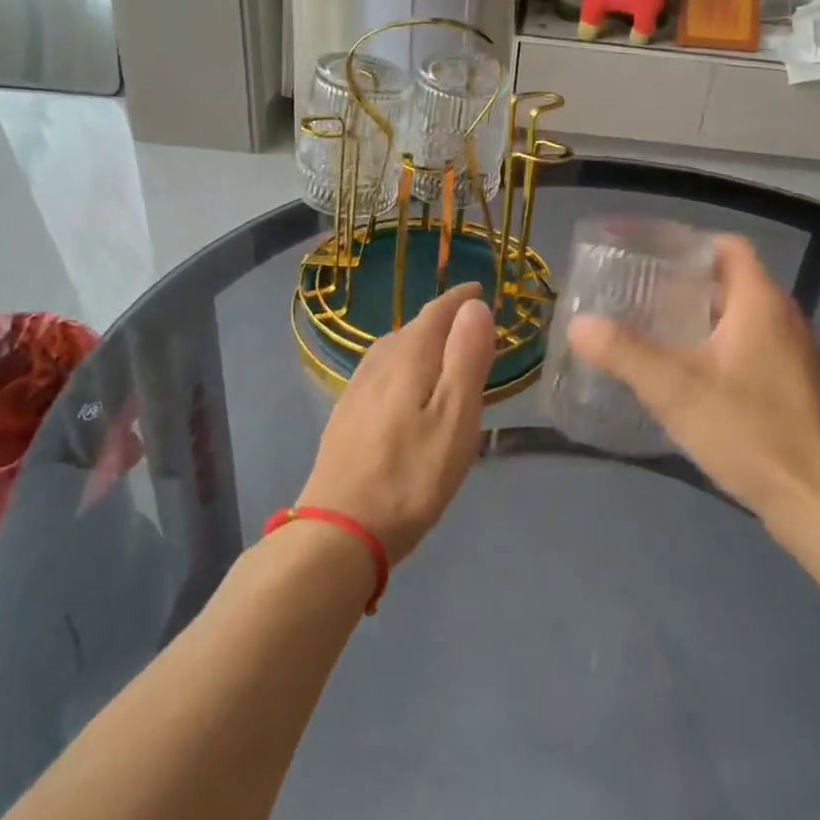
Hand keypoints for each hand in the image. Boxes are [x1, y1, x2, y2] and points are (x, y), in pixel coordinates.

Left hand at [298, 283, 496, 564]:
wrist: (340, 529)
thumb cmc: (410, 476)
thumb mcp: (455, 418)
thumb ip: (466, 359)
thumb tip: (475, 306)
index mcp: (408, 358)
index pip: (437, 312)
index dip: (460, 299)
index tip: (480, 290)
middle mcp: (378, 364)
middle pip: (414, 328)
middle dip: (443, 320)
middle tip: (471, 327)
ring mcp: (357, 390)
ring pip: (394, 350)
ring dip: (421, 342)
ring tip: (443, 352)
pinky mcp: (346, 417)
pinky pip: (381, 373)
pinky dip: (403, 366)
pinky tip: (405, 389)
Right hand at [566, 235, 819, 522]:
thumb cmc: (750, 430)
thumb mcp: (675, 389)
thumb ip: (624, 353)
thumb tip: (578, 324)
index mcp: (760, 303)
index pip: (728, 248)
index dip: (689, 244)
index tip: (647, 256)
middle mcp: (783, 320)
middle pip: (730, 283)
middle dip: (684, 286)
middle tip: (636, 296)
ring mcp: (792, 356)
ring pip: (739, 320)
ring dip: (698, 320)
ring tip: (651, 333)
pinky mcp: (792, 389)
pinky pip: (749, 350)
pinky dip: (716, 350)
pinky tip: (685, 378)